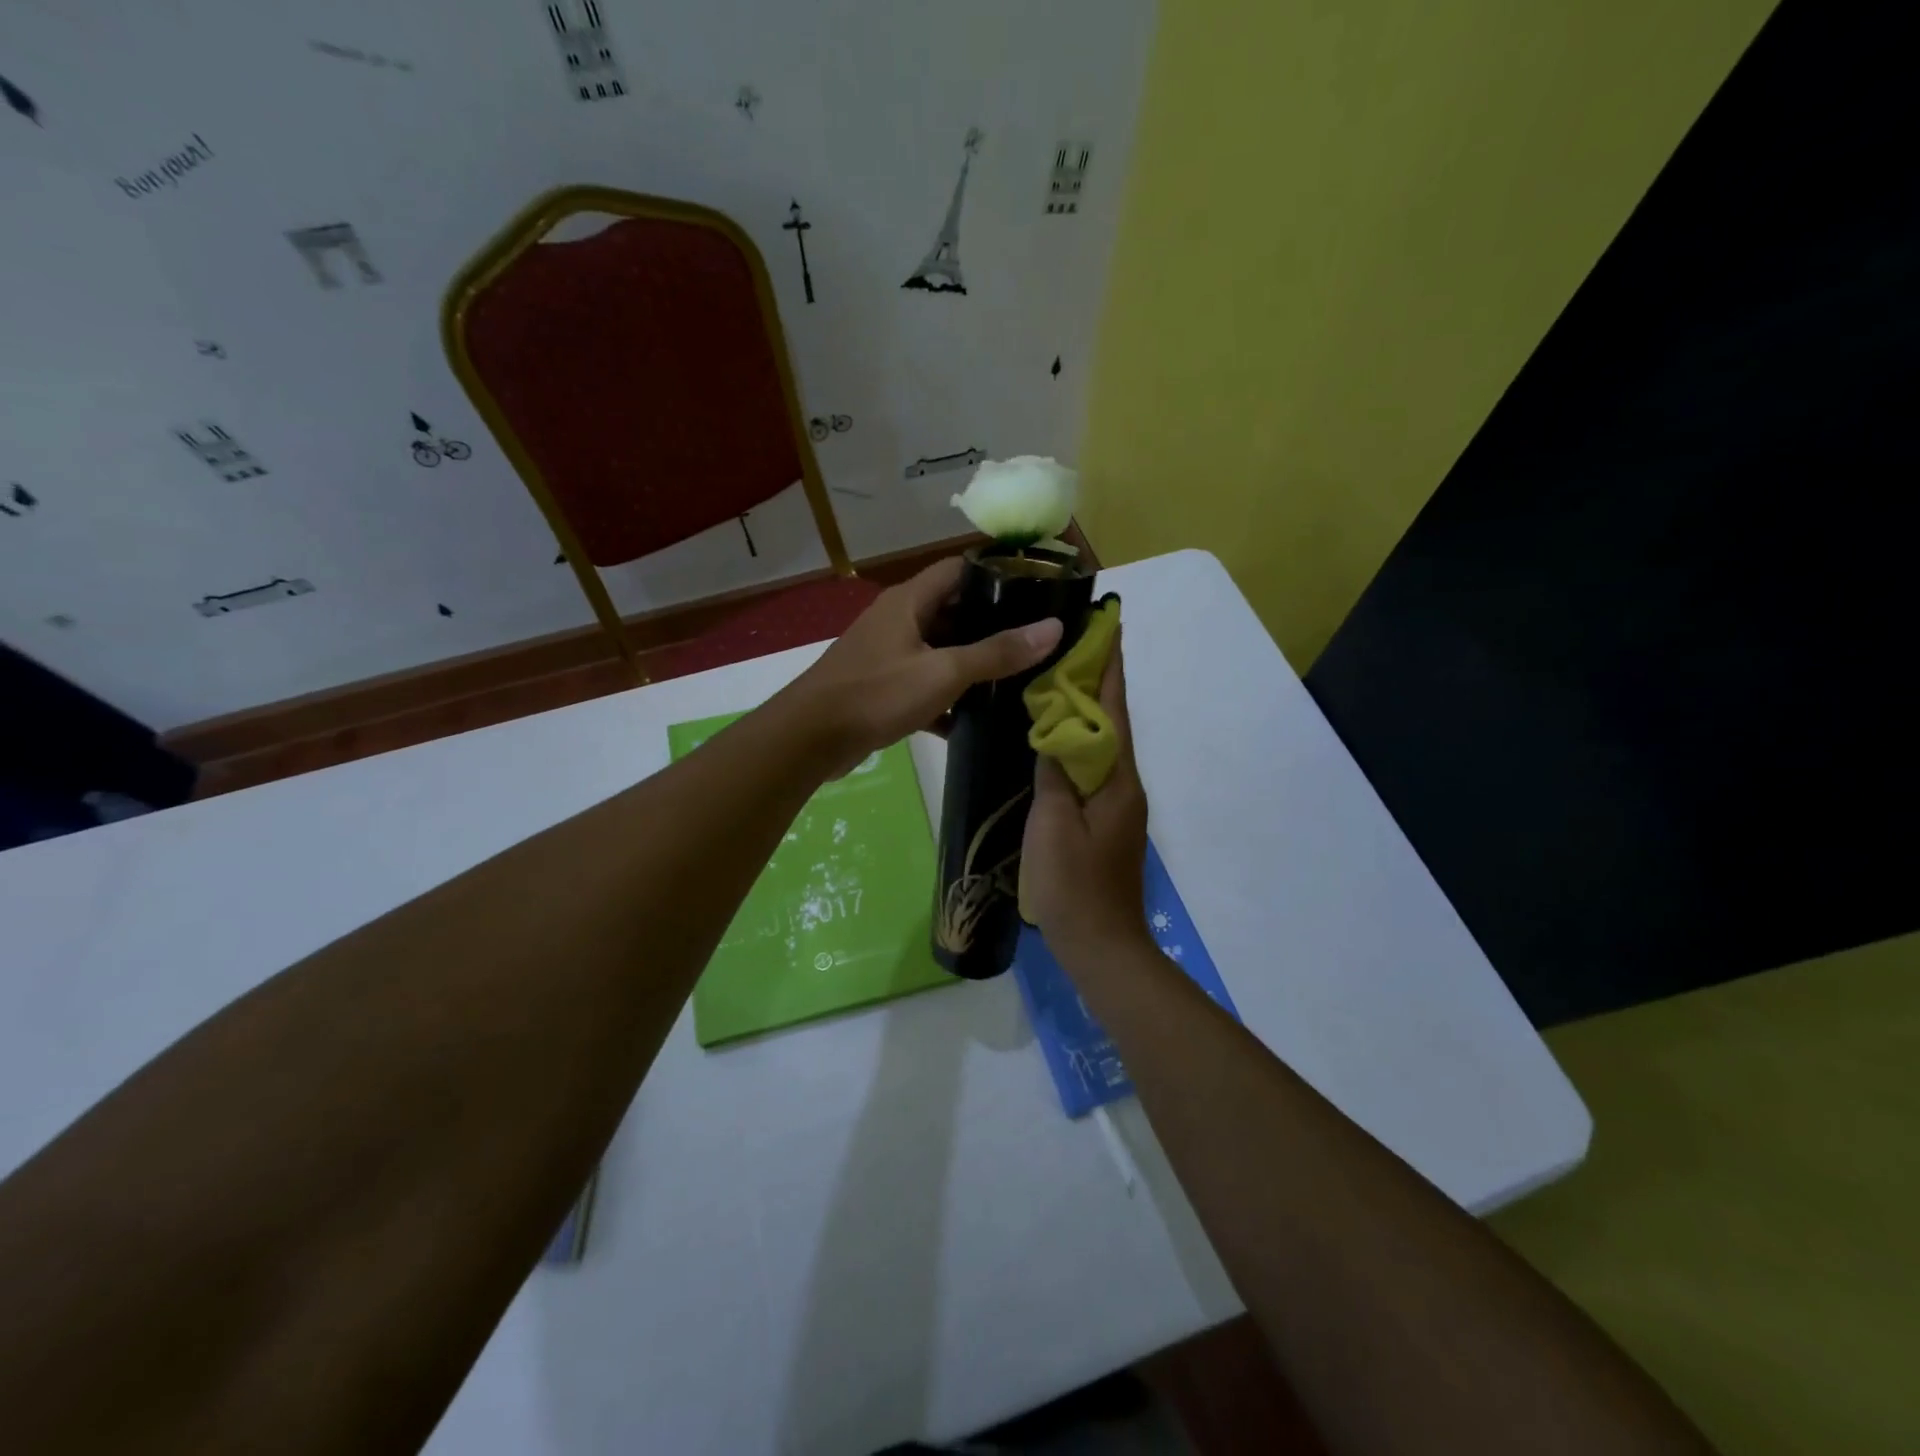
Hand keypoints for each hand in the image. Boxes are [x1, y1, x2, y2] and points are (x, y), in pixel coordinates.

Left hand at [785, 558, 1062, 774]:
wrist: (810, 739)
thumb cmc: (877, 693)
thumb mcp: (943, 672)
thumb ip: (997, 652)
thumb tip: (1053, 628)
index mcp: (909, 601)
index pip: (959, 569)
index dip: (996, 573)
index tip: (1035, 588)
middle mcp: (897, 619)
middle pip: (952, 610)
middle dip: (991, 623)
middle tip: (1033, 638)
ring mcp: (886, 654)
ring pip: (938, 650)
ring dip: (970, 663)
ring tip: (1015, 676)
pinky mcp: (880, 687)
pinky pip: (922, 683)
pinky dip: (945, 697)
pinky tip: (973, 718)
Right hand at [1021, 634, 1153, 969]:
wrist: (1102, 947)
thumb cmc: (1075, 885)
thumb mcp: (1053, 824)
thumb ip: (1054, 774)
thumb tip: (1055, 730)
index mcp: (1117, 780)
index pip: (1115, 709)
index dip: (1110, 666)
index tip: (1107, 625)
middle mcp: (1125, 785)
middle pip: (1112, 722)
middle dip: (1097, 681)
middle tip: (1070, 645)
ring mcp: (1117, 806)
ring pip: (1102, 745)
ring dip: (1086, 711)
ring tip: (1057, 681)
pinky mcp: (1105, 823)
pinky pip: (1092, 769)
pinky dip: (1077, 744)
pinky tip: (1054, 741)